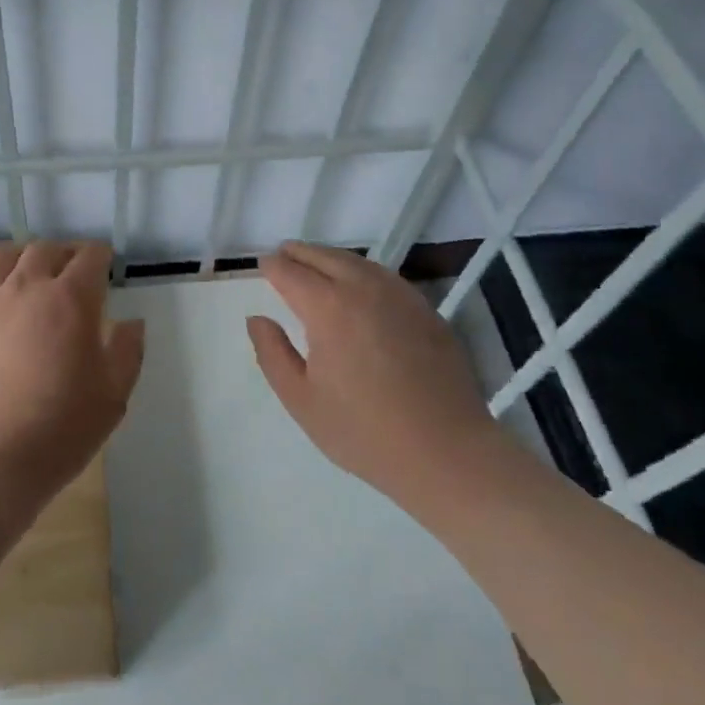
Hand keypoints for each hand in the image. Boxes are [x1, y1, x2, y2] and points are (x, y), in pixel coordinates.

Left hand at [0, 241, 144, 502]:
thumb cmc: (56, 433)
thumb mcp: (112, 398)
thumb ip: (128, 352)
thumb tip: (132, 322)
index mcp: (71, 300)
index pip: (90, 257)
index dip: (100, 258)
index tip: (103, 268)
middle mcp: (25, 285)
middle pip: (46, 249)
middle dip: (64, 255)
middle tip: (68, 275)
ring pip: (2, 253)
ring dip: (21, 256)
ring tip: (25, 272)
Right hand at [247, 242, 502, 509]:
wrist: (446, 451)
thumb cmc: (364, 431)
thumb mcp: (302, 400)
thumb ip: (272, 354)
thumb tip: (257, 320)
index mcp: (328, 308)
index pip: (291, 272)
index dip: (273, 266)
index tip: (262, 265)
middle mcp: (364, 288)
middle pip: (325, 256)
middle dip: (300, 253)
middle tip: (284, 255)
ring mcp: (400, 295)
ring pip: (357, 261)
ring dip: (331, 258)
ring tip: (316, 266)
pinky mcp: (425, 309)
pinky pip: (384, 276)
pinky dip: (361, 271)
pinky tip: (359, 287)